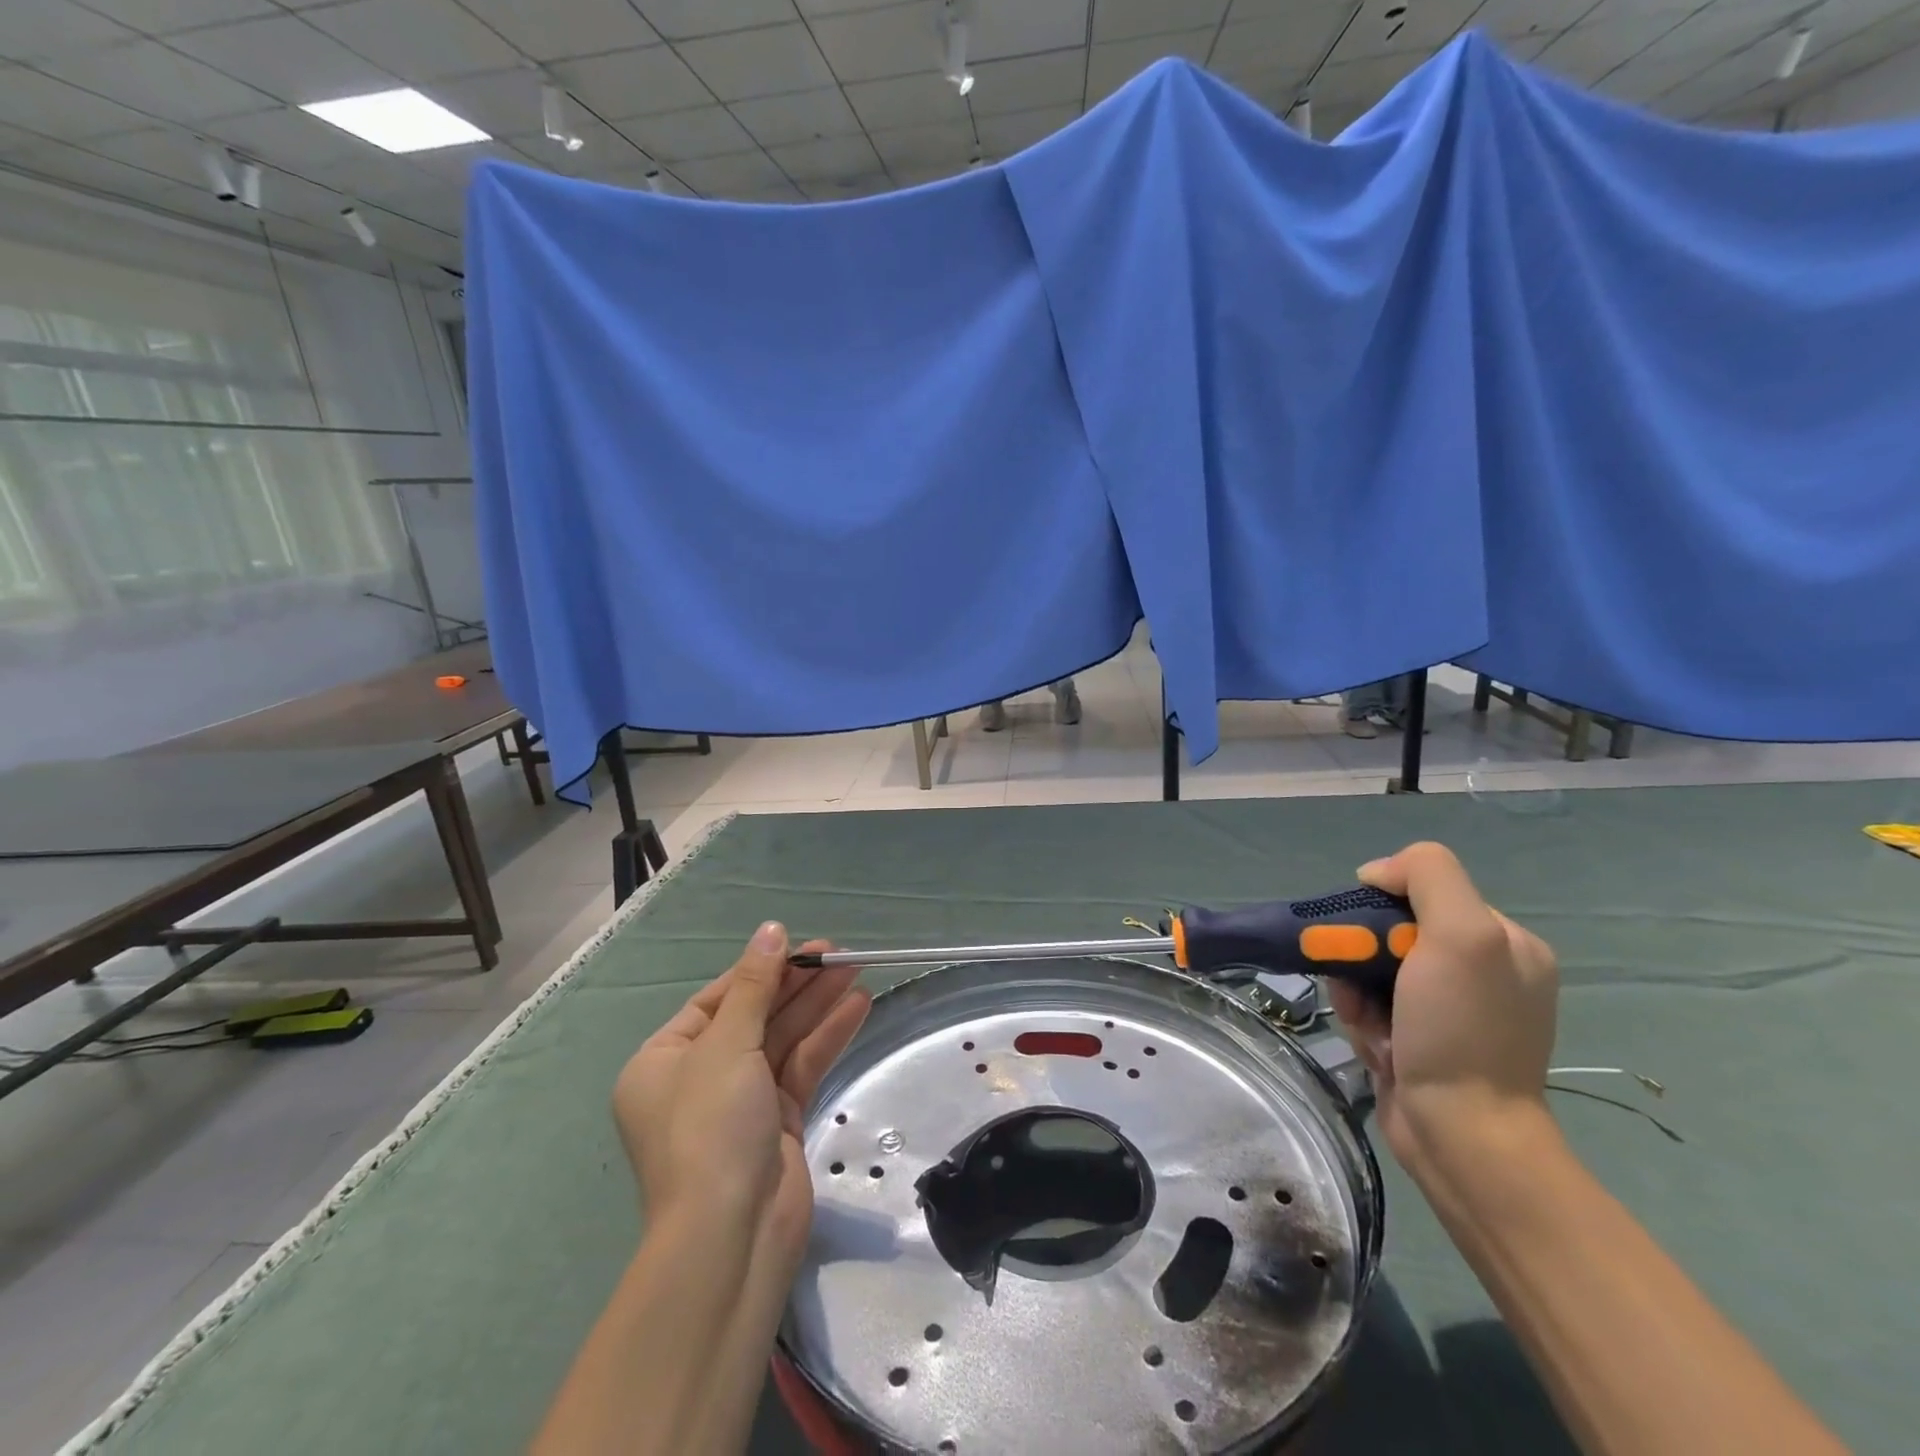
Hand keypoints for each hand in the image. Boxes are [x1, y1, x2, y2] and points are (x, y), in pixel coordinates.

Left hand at [612, 922, 870, 1269]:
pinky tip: (857, 1006)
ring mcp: (741, 1102)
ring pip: (783, 1039)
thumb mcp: (727, 1046)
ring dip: (818, 1005)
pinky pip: (802, 1067)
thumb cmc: (710, 1128)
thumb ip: (755, 986)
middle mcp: (699, 1078)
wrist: (731, 1236)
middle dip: (796, 984)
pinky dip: (827, 1037)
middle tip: (839, 952)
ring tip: (856, 969)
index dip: (759, 970)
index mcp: (665, 1060)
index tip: (798, 946)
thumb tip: (770, 930)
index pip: (717, 1000)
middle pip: (755, 1016)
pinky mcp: (778, 1122)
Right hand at [1328, 842, 1558, 1170]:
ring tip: (1371, 1028)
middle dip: (1363, 958)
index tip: (1368, 937)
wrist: (1460, 1134)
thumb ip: (1427, 878)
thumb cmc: (1461, 1031)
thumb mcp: (1462, 935)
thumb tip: (1377, 873)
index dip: (1383, 907)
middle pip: (1391, 933)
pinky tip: (1377, 1049)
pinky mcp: (1422, 1041)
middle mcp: (1482, 971)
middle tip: (1361, 989)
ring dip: (1357, 995)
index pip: (1422, 892)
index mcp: (1505, 941)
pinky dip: (1363, 1023)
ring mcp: (1451, 1010)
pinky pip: (1372, 1009)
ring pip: (1372, 972)